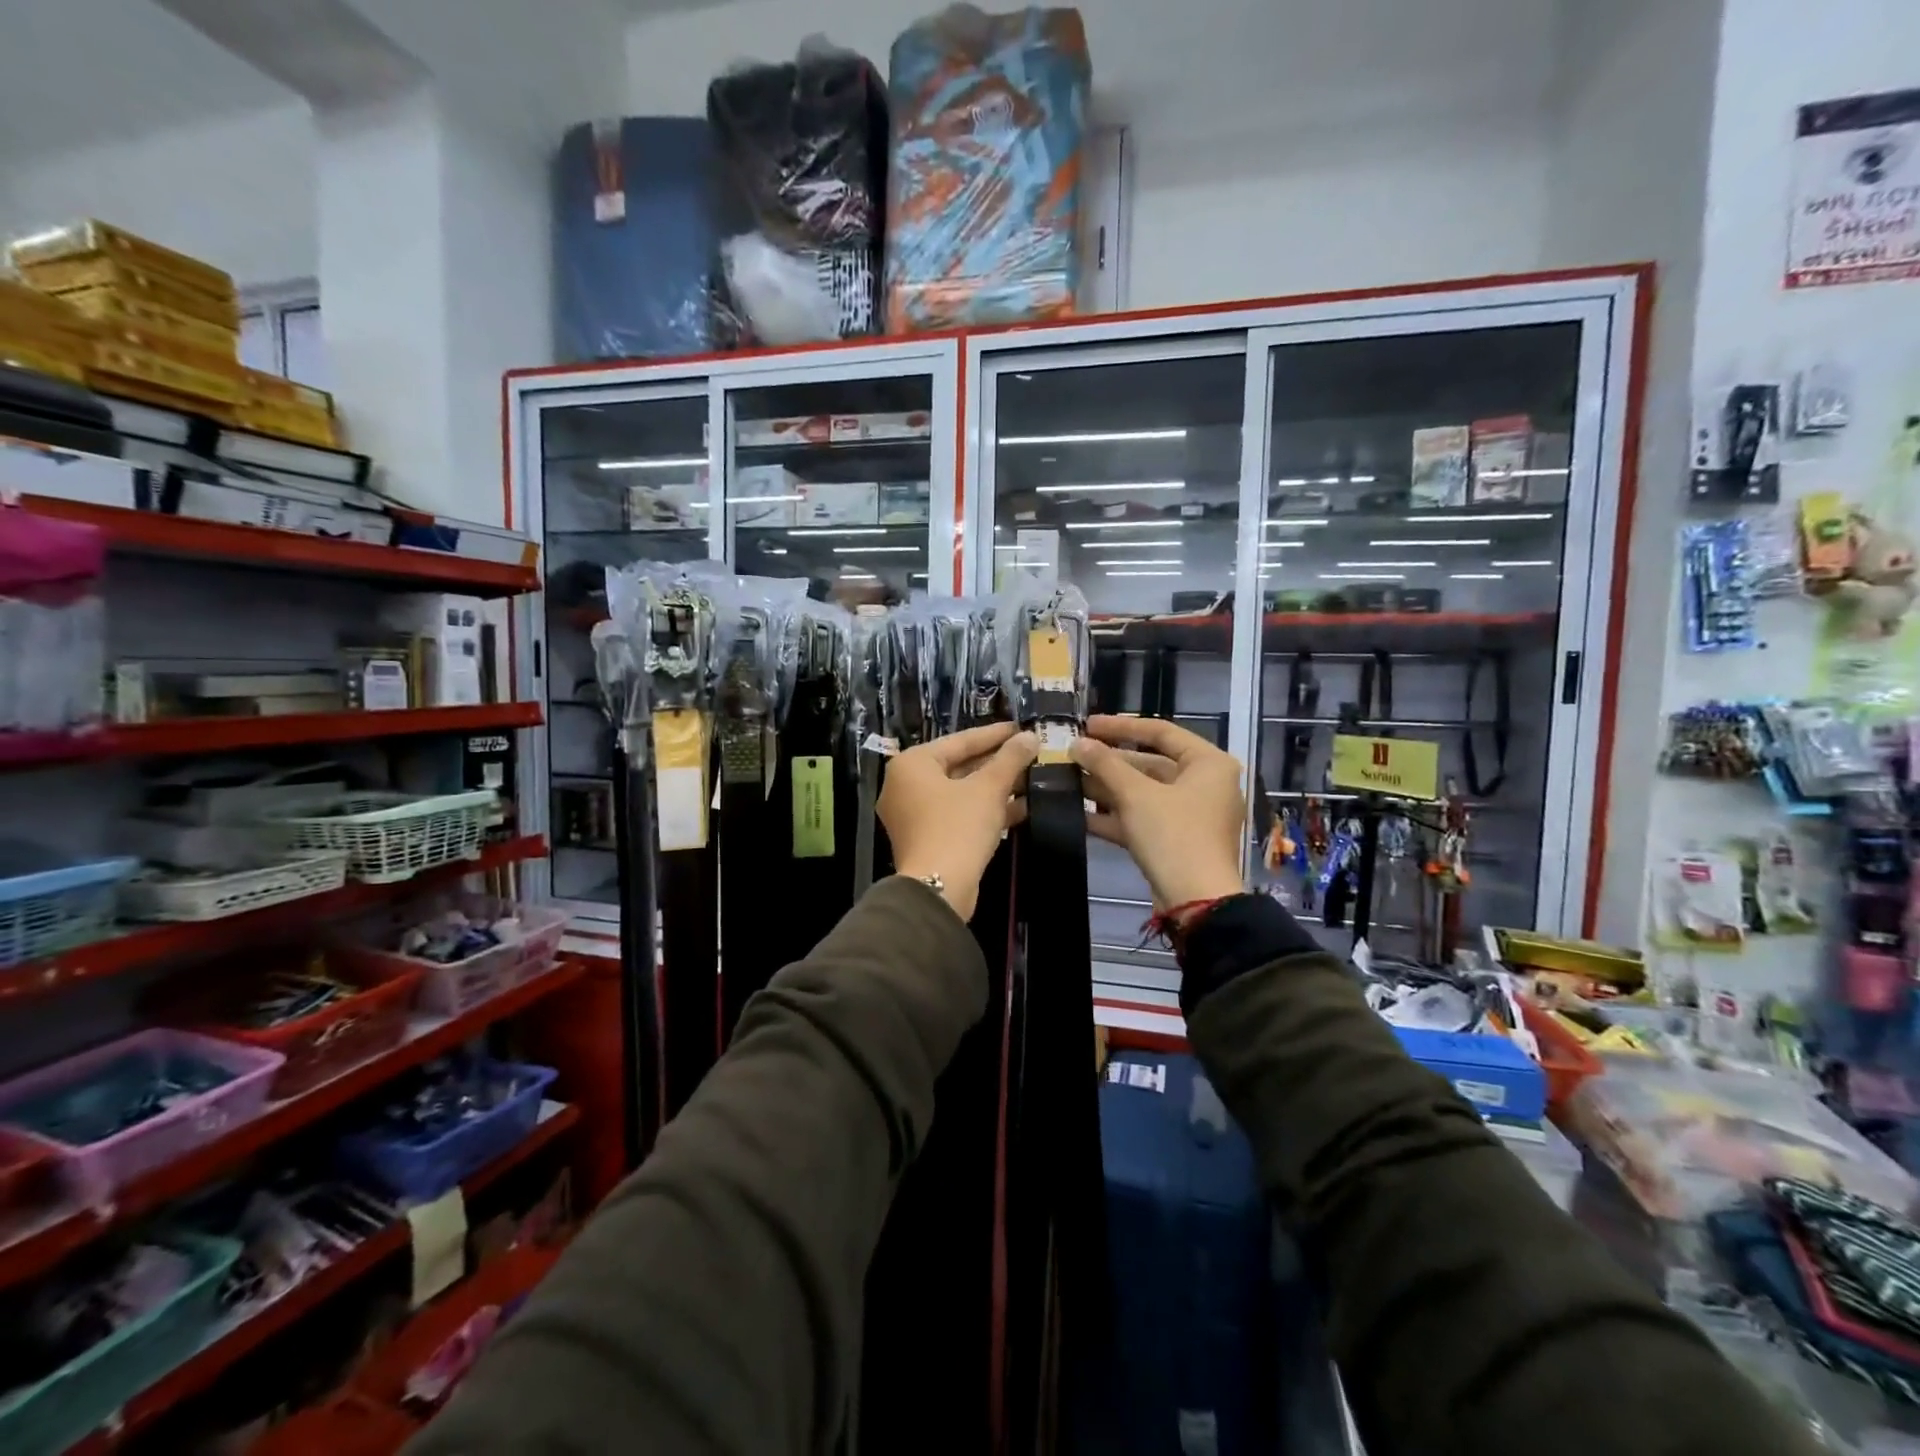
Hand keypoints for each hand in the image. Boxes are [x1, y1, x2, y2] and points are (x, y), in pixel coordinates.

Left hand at [879, 722, 1037, 920]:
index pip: (959, 740)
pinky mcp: (926, 839)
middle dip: (996, 763)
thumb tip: (1030, 736)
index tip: (1021, 728)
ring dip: (995, 788)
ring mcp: (913, 815)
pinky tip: (1021, 808)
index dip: (994, 734)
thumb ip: (1010, 759)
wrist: (938, 889)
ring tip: (1032, 779)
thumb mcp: (989, 789)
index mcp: (912, 764)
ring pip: (960, 792)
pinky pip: (958, 814)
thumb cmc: (958, 827)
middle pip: (958, 766)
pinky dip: (985, 810)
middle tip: (1029, 753)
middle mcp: (905, 785)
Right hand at [1071, 715, 1245, 912]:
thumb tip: (1077, 744)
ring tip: (1068, 782)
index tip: (1088, 725)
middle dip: (1109, 763)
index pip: (1161, 732)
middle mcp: (1204, 784)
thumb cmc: (1173, 835)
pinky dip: (1114, 815)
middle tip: (1073, 756)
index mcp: (1208, 763)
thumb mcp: (1136, 795)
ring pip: (1143, 793)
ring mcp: (1191, 814)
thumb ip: (1105, 764)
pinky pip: (1142, 818)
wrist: (1196, 902)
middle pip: (1150, 763)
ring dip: (1106, 789)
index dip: (1121, 726)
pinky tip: (1078, 814)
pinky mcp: (1176, 840)